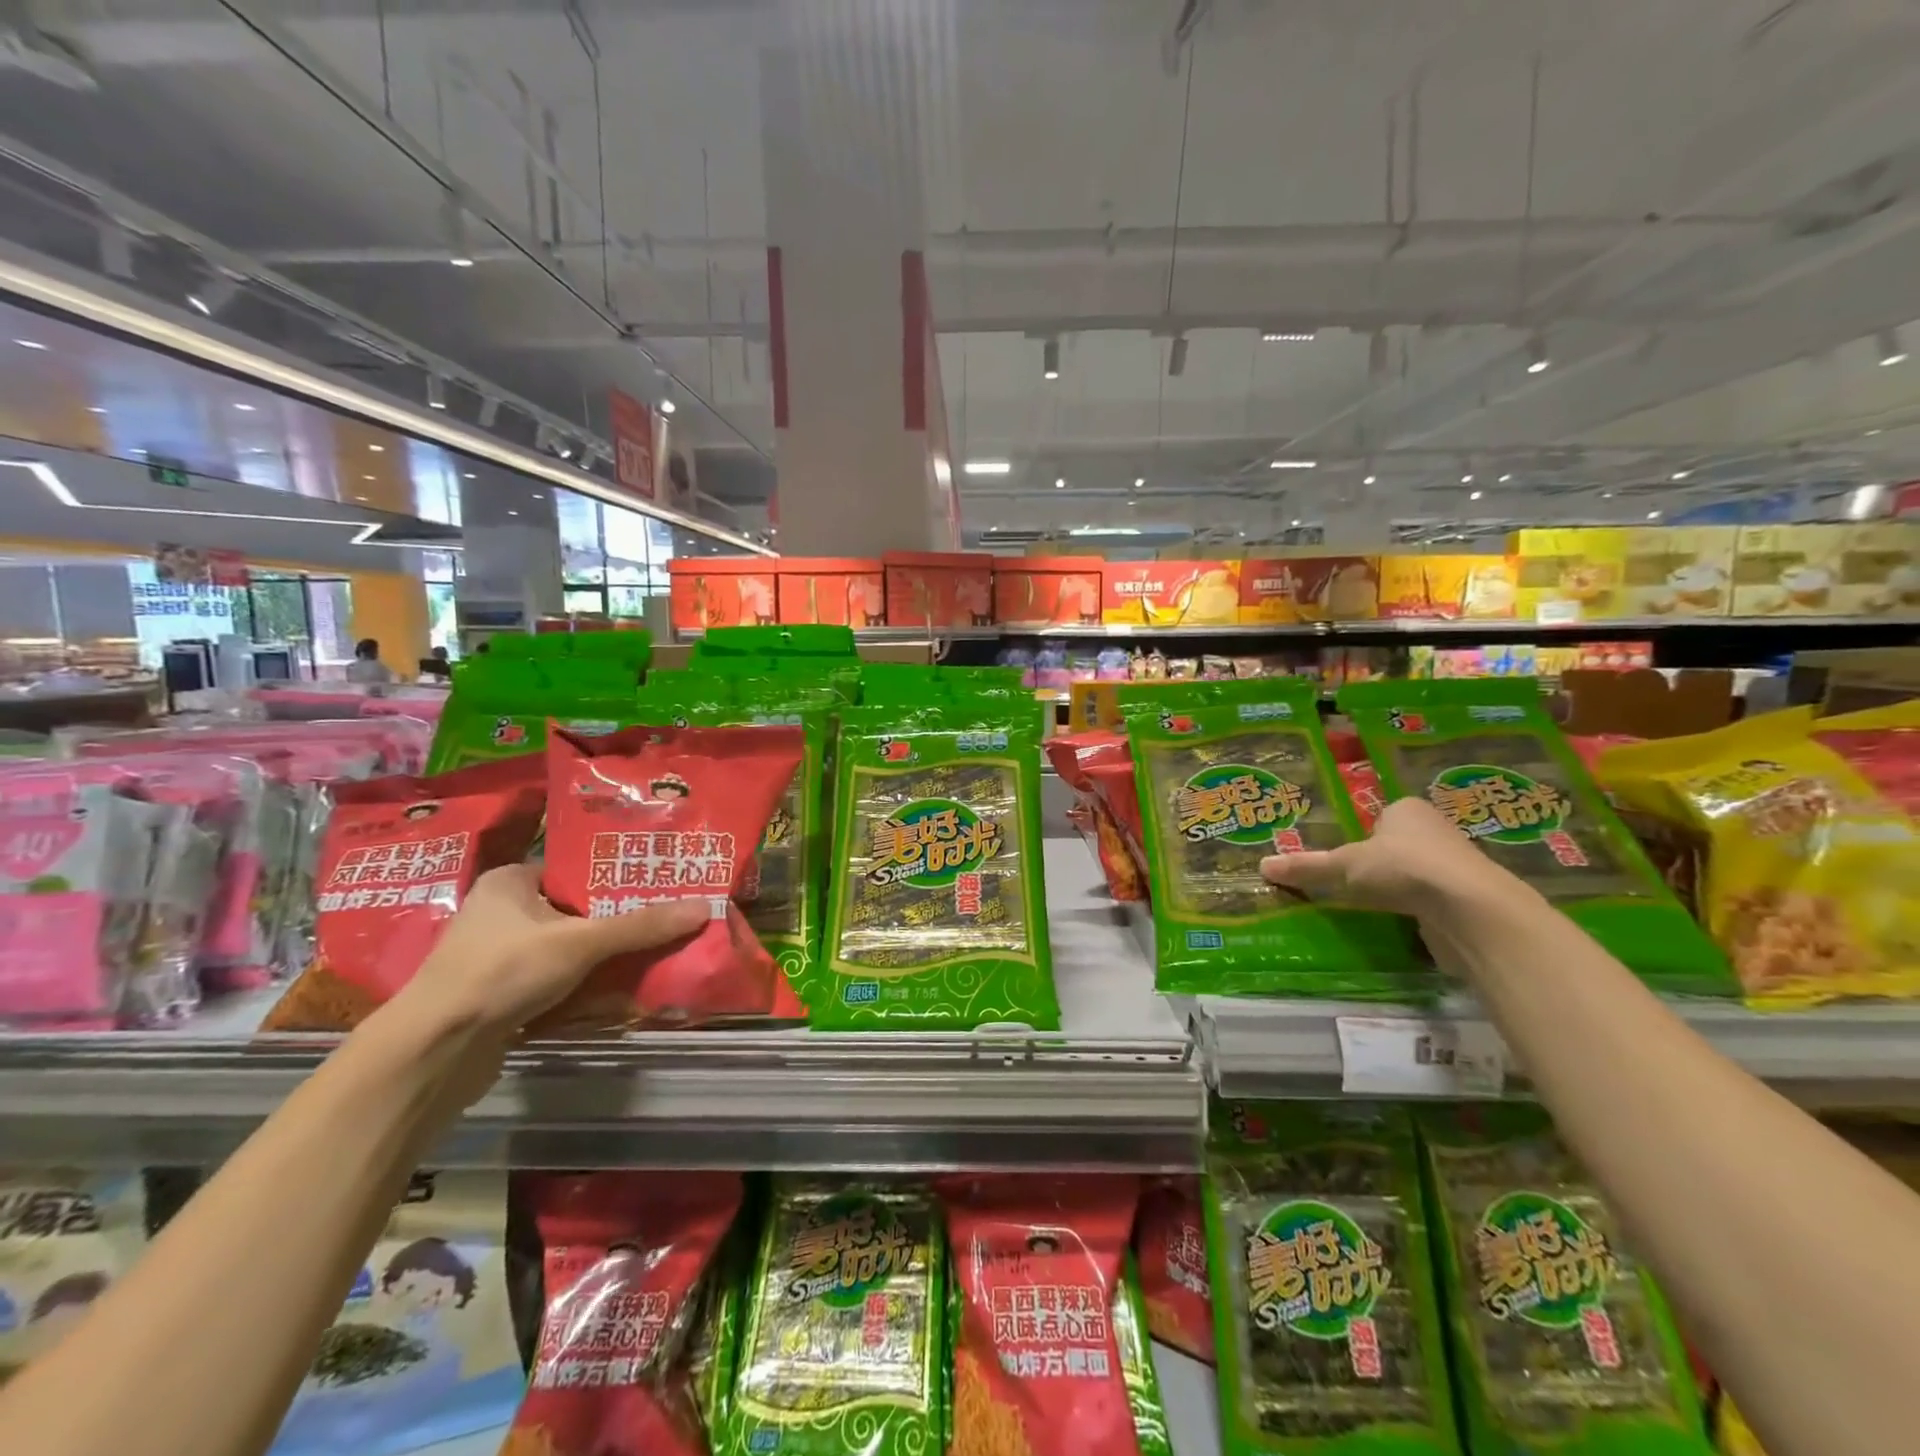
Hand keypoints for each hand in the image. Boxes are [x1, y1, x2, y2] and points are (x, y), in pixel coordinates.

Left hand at [362, 866, 708, 1105]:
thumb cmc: (503, 972)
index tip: (658, 883)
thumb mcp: (581, 942)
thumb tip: (705, 908)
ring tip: (653, 953)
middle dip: (617, 921)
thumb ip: (641, 926)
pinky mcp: (500, 994)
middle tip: (665, 920)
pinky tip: (619, 989)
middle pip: (577, 910)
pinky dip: (585, 984)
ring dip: (604, 956)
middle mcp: (501, 912)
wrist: (434, 1052)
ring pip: (569, 948)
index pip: (576, 868)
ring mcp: (497, 955)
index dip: (617, 875)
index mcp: (510, 881)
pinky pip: (556, 979)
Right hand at [1260, 796, 1499, 915]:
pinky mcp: (1465, 902)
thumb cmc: (1404, 869)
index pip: (1379, 817)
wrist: (1471, 911)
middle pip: (1397, 847)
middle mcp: (1436, 832)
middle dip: (1377, 865)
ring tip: (1367, 908)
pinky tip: (1396, 927)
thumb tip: (1262, 866)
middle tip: (1346, 883)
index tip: (1341, 857)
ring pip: (1414, 876)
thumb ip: (1307, 867)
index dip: (1360, 835)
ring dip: (1396, 891)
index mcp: (1408, 810)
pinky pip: (1429, 904)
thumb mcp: (1344, 866)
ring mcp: (1455, 867)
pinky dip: (1413, 914)